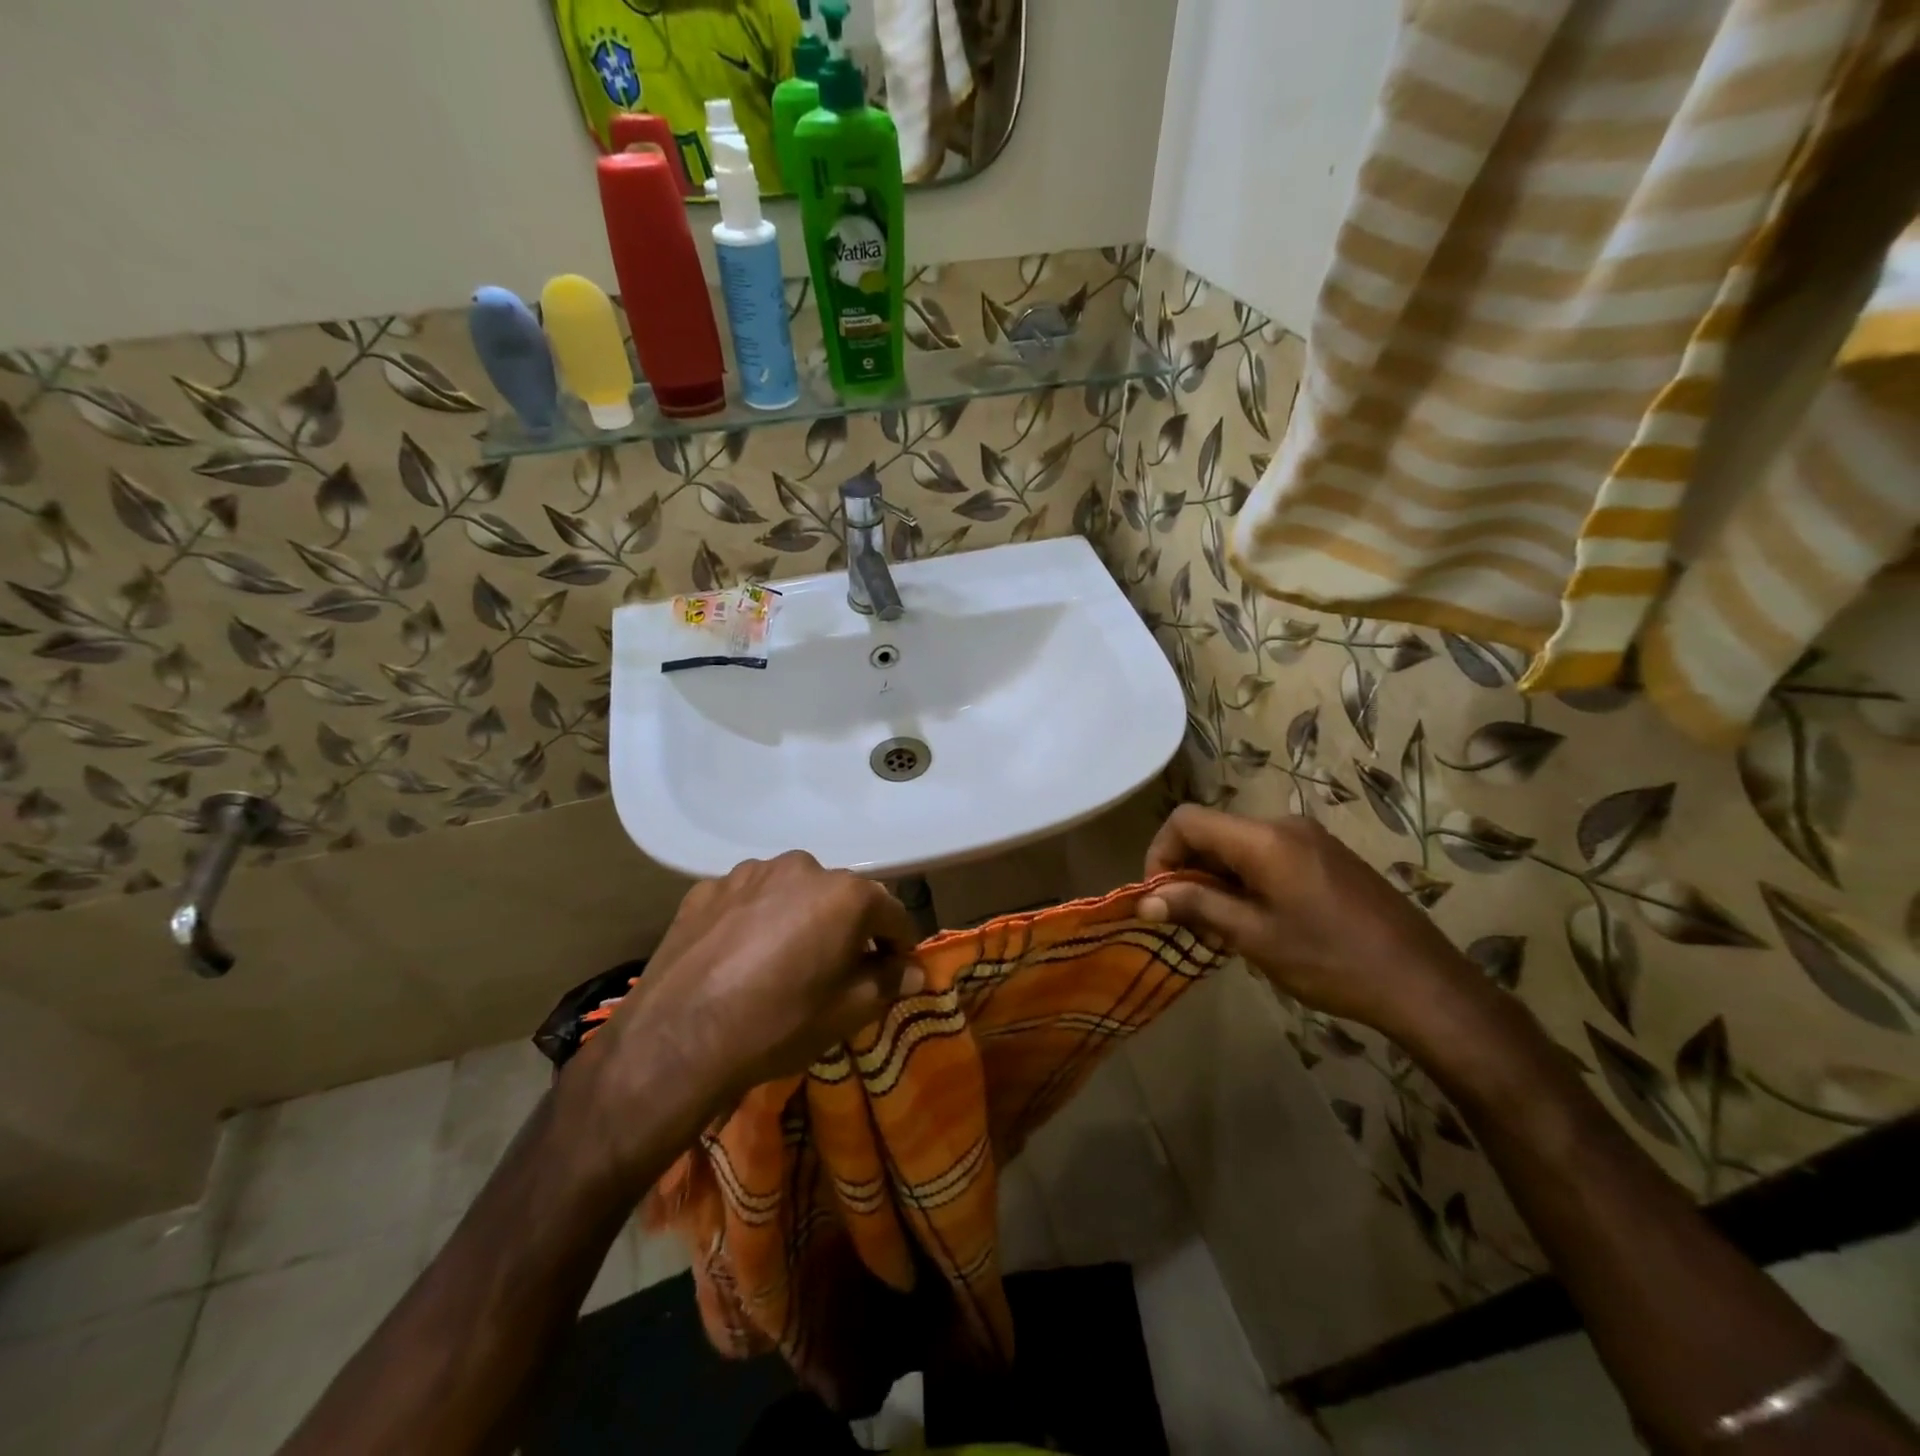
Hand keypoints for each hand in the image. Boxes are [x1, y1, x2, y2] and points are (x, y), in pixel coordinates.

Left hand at [576, 852, 924, 1141]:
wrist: (677, 1039)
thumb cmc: (778, 1024)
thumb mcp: (847, 1012)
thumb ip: (888, 981)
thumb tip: (914, 971)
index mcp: (845, 893)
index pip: (892, 913)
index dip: (898, 944)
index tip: (894, 970)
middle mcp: (801, 867)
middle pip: (840, 897)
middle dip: (846, 928)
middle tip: (836, 969)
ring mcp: (749, 873)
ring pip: (791, 893)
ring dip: (798, 918)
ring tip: (782, 961)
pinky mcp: (707, 888)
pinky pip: (748, 899)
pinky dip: (755, 919)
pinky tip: (740, 956)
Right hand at [1141, 806, 1490, 1045]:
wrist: (1424, 983)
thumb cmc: (1330, 960)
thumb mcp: (1254, 936)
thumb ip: (1196, 906)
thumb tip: (1144, 900)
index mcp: (1263, 838)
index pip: (1186, 820)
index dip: (1160, 853)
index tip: (1159, 899)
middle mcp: (1284, 825)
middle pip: (1213, 832)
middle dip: (1190, 873)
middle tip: (1194, 925)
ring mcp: (1310, 838)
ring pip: (1239, 847)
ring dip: (1218, 881)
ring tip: (1227, 932)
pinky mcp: (1328, 856)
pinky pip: (1268, 855)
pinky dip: (1247, 881)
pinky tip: (1262, 923)